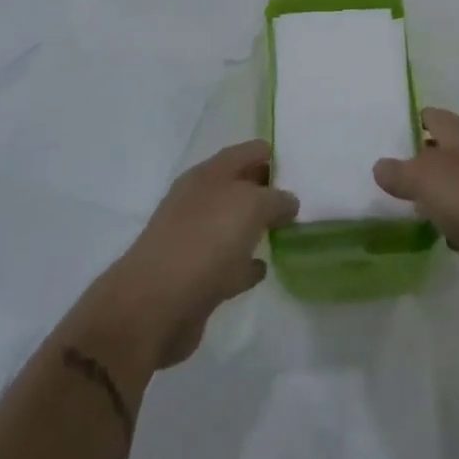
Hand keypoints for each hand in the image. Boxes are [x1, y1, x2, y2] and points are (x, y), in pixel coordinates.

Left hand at [86, 141, 298, 369]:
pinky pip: (228, 263)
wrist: (154, 307)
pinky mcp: (194, 277)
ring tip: (289, 231)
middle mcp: (199, 201)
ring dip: (256, 227)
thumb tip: (288, 201)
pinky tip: (263, 269)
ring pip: (233, 225)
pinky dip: (245, 264)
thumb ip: (275, 198)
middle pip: (240, 186)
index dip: (273, 155)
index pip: (247, 152)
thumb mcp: (251, 206)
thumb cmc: (205, 242)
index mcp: (208, 174)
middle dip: (267, 190)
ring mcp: (194, 239)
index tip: (301, 166)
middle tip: (303, 199)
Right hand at [373, 108, 458, 290]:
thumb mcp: (425, 180)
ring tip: (413, 211)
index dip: (408, 124)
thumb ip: (399, 172)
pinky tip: (449, 238)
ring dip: (439, 195)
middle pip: (443, 150)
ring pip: (458, 182)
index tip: (385, 142)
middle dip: (420, 165)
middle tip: (392, 181)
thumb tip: (380, 166)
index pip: (430, 115)